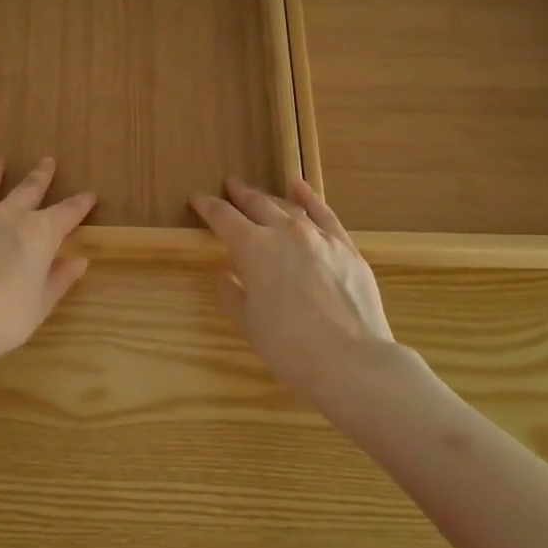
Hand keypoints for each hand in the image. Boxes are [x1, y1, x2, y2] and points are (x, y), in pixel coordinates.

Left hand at [0, 157, 96, 375]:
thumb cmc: (4, 319)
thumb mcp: (41, 305)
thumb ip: (60, 279)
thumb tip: (79, 261)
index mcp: (39, 233)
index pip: (67, 212)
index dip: (80, 203)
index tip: (90, 195)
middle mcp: (8, 216)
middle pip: (28, 189)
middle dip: (40, 175)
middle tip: (47, 160)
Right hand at [190, 176, 406, 409]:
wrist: (351, 361)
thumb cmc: (289, 346)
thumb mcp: (248, 323)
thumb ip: (232, 293)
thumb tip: (226, 274)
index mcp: (253, 247)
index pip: (223, 217)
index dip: (207, 206)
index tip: (196, 199)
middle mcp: (285, 231)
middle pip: (257, 204)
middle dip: (239, 195)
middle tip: (229, 186)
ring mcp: (319, 236)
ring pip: (288, 207)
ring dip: (270, 199)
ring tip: (258, 194)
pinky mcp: (346, 247)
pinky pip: (324, 214)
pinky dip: (309, 198)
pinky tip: (299, 187)